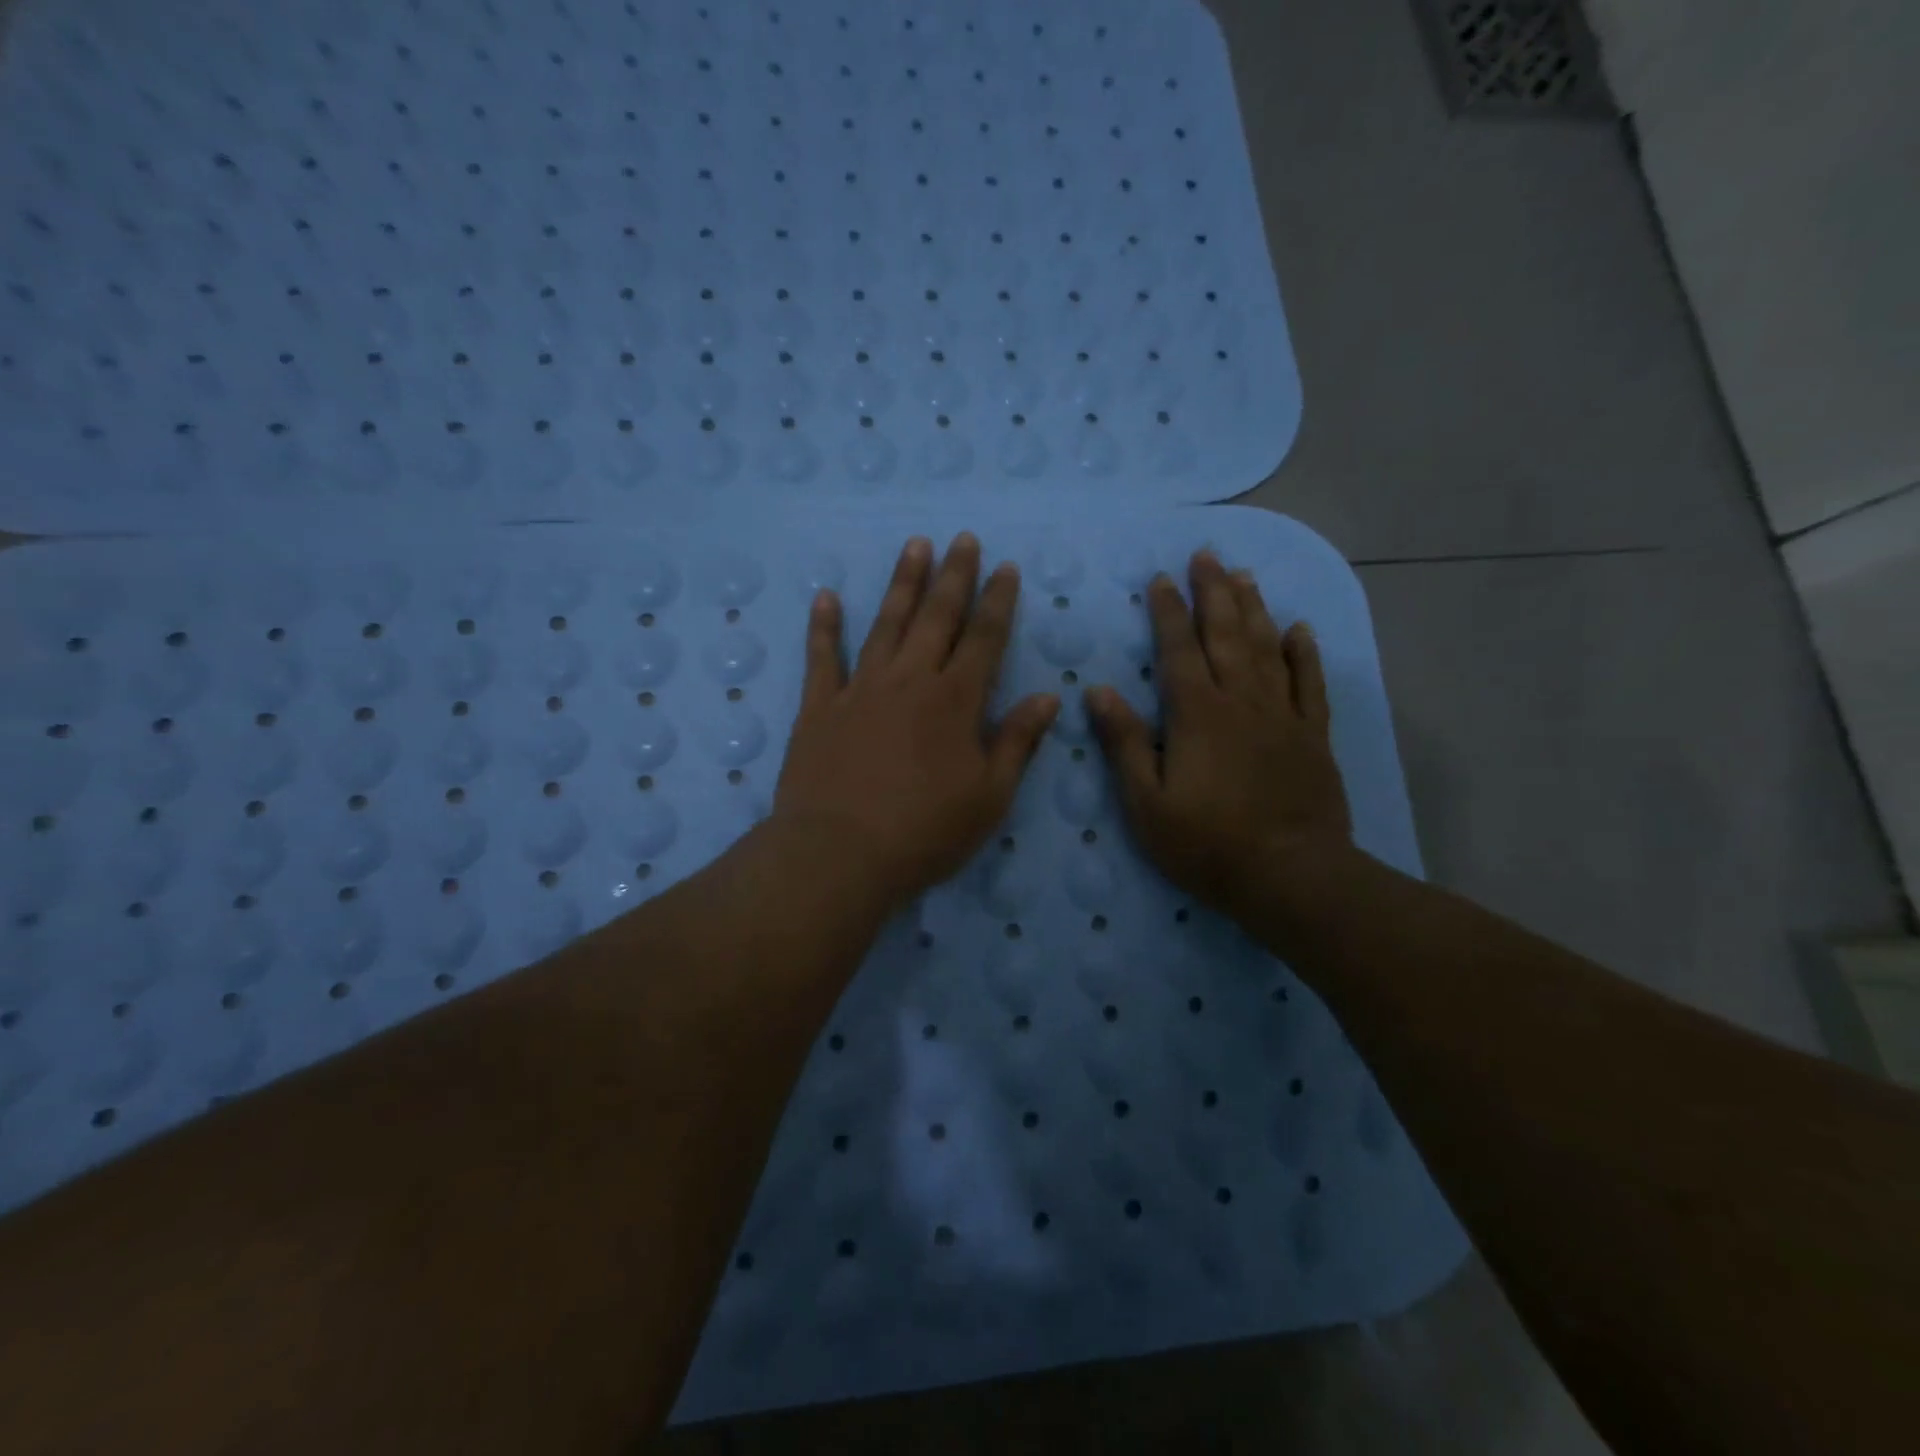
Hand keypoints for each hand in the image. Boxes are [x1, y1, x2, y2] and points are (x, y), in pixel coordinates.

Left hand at [774, 534, 1060, 913]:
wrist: (840, 853)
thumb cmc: (925, 832)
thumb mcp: (989, 797)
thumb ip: (1017, 742)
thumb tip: (1048, 697)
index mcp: (956, 701)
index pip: (984, 638)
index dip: (998, 601)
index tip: (1005, 567)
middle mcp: (910, 681)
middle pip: (936, 617)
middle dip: (954, 576)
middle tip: (962, 538)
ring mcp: (860, 689)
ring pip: (886, 624)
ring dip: (902, 584)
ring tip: (914, 546)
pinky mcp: (819, 707)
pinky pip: (822, 658)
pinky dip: (824, 626)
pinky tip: (826, 596)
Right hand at [1087, 550, 1352, 920]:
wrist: (1290, 876)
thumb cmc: (1206, 843)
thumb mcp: (1146, 802)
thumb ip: (1123, 743)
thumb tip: (1097, 690)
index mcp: (1196, 714)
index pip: (1178, 650)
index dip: (1168, 612)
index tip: (1161, 579)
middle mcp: (1240, 701)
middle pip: (1225, 635)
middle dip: (1213, 592)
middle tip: (1206, 555)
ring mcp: (1281, 716)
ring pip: (1266, 648)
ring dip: (1253, 609)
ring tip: (1243, 575)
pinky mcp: (1312, 736)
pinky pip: (1308, 684)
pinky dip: (1303, 653)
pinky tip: (1298, 629)